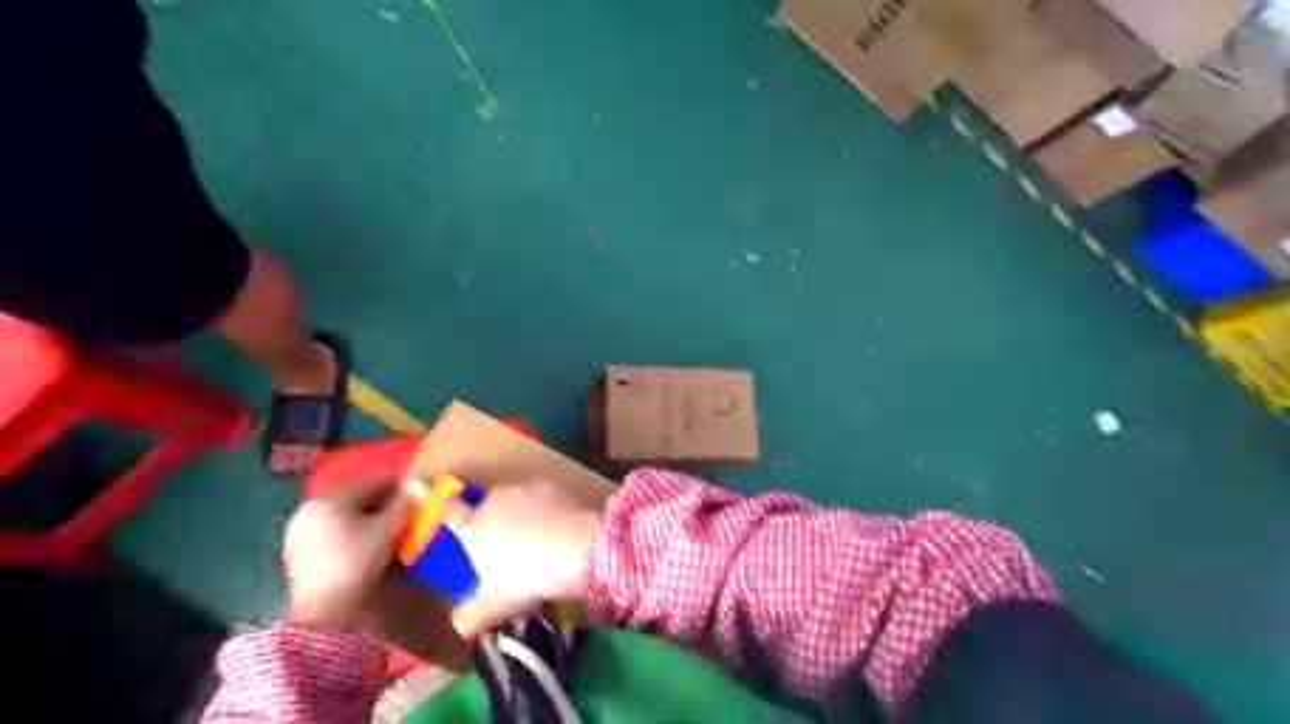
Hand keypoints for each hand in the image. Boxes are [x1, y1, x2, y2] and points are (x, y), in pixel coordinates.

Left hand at [282, 477, 408, 625]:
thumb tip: (418, 486)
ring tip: (388, 530)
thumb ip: (403, 505)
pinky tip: (366, 544)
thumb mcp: (387, 530)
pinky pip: (332, 531)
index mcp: (331, 499)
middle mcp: (311, 508)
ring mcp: (300, 531)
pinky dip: (351, 532)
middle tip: (404, 514)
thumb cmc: (357, 562)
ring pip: (343, 516)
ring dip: (366, 518)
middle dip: (381, 504)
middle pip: (355, 498)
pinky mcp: (298, 552)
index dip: (398, 487)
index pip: (373, 483)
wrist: (322, 611)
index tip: (416, 494)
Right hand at [444, 480, 603, 638]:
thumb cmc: (528, 577)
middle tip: (504, 547)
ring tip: (536, 540)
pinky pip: (542, 497)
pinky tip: (557, 530)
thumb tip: (459, 624)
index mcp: (473, 526)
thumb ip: (469, 617)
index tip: (457, 525)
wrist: (578, 547)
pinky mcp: (554, 486)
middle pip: (486, 504)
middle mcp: (495, 499)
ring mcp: (526, 489)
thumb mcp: (494, 607)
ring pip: (515, 499)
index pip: (450, 510)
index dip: (451, 516)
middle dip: (492, 520)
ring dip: (520, 513)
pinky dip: (545, 509)